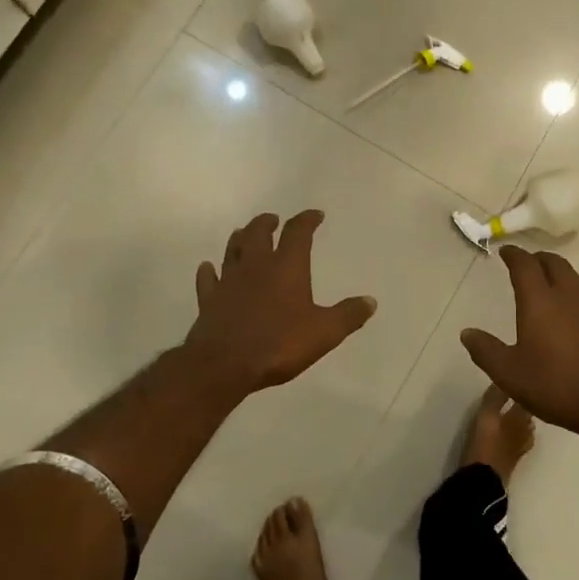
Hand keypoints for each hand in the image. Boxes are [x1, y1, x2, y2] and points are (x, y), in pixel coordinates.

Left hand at [182, 211, 376, 395]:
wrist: (224, 364)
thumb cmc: (279, 344)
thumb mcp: (324, 333)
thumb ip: (347, 315)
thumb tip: (370, 301)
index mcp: (286, 267)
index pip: (298, 232)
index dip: (307, 220)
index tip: (315, 215)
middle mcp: (256, 265)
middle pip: (259, 232)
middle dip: (268, 223)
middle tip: (273, 220)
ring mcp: (229, 281)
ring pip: (232, 249)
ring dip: (240, 238)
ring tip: (244, 233)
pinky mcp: (209, 300)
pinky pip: (208, 279)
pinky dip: (209, 271)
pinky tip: (208, 268)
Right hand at [460, 247, 578, 440]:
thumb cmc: (555, 385)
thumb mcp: (509, 373)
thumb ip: (486, 350)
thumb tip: (467, 333)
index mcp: (539, 301)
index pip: (525, 265)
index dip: (514, 255)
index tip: (505, 251)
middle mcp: (568, 297)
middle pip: (555, 264)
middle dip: (539, 259)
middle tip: (528, 263)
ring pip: (577, 282)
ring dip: (562, 277)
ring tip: (552, 286)